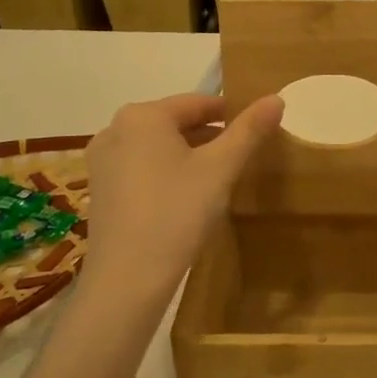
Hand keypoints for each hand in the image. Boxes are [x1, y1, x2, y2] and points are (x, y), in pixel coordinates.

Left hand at [85, 92, 284, 297]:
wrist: (127, 279)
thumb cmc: (177, 213)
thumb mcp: (221, 169)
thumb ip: (249, 130)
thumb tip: (276, 98)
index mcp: (143, 115)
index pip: (198, 102)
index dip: (231, 114)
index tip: (255, 130)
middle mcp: (115, 129)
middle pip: (175, 122)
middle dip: (210, 136)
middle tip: (241, 156)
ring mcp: (102, 161)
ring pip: (158, 146)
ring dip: (189, 155)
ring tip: (218, 176)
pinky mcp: (100, 189)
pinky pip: (141, 167)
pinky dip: (166, 172)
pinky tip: (186, 196)